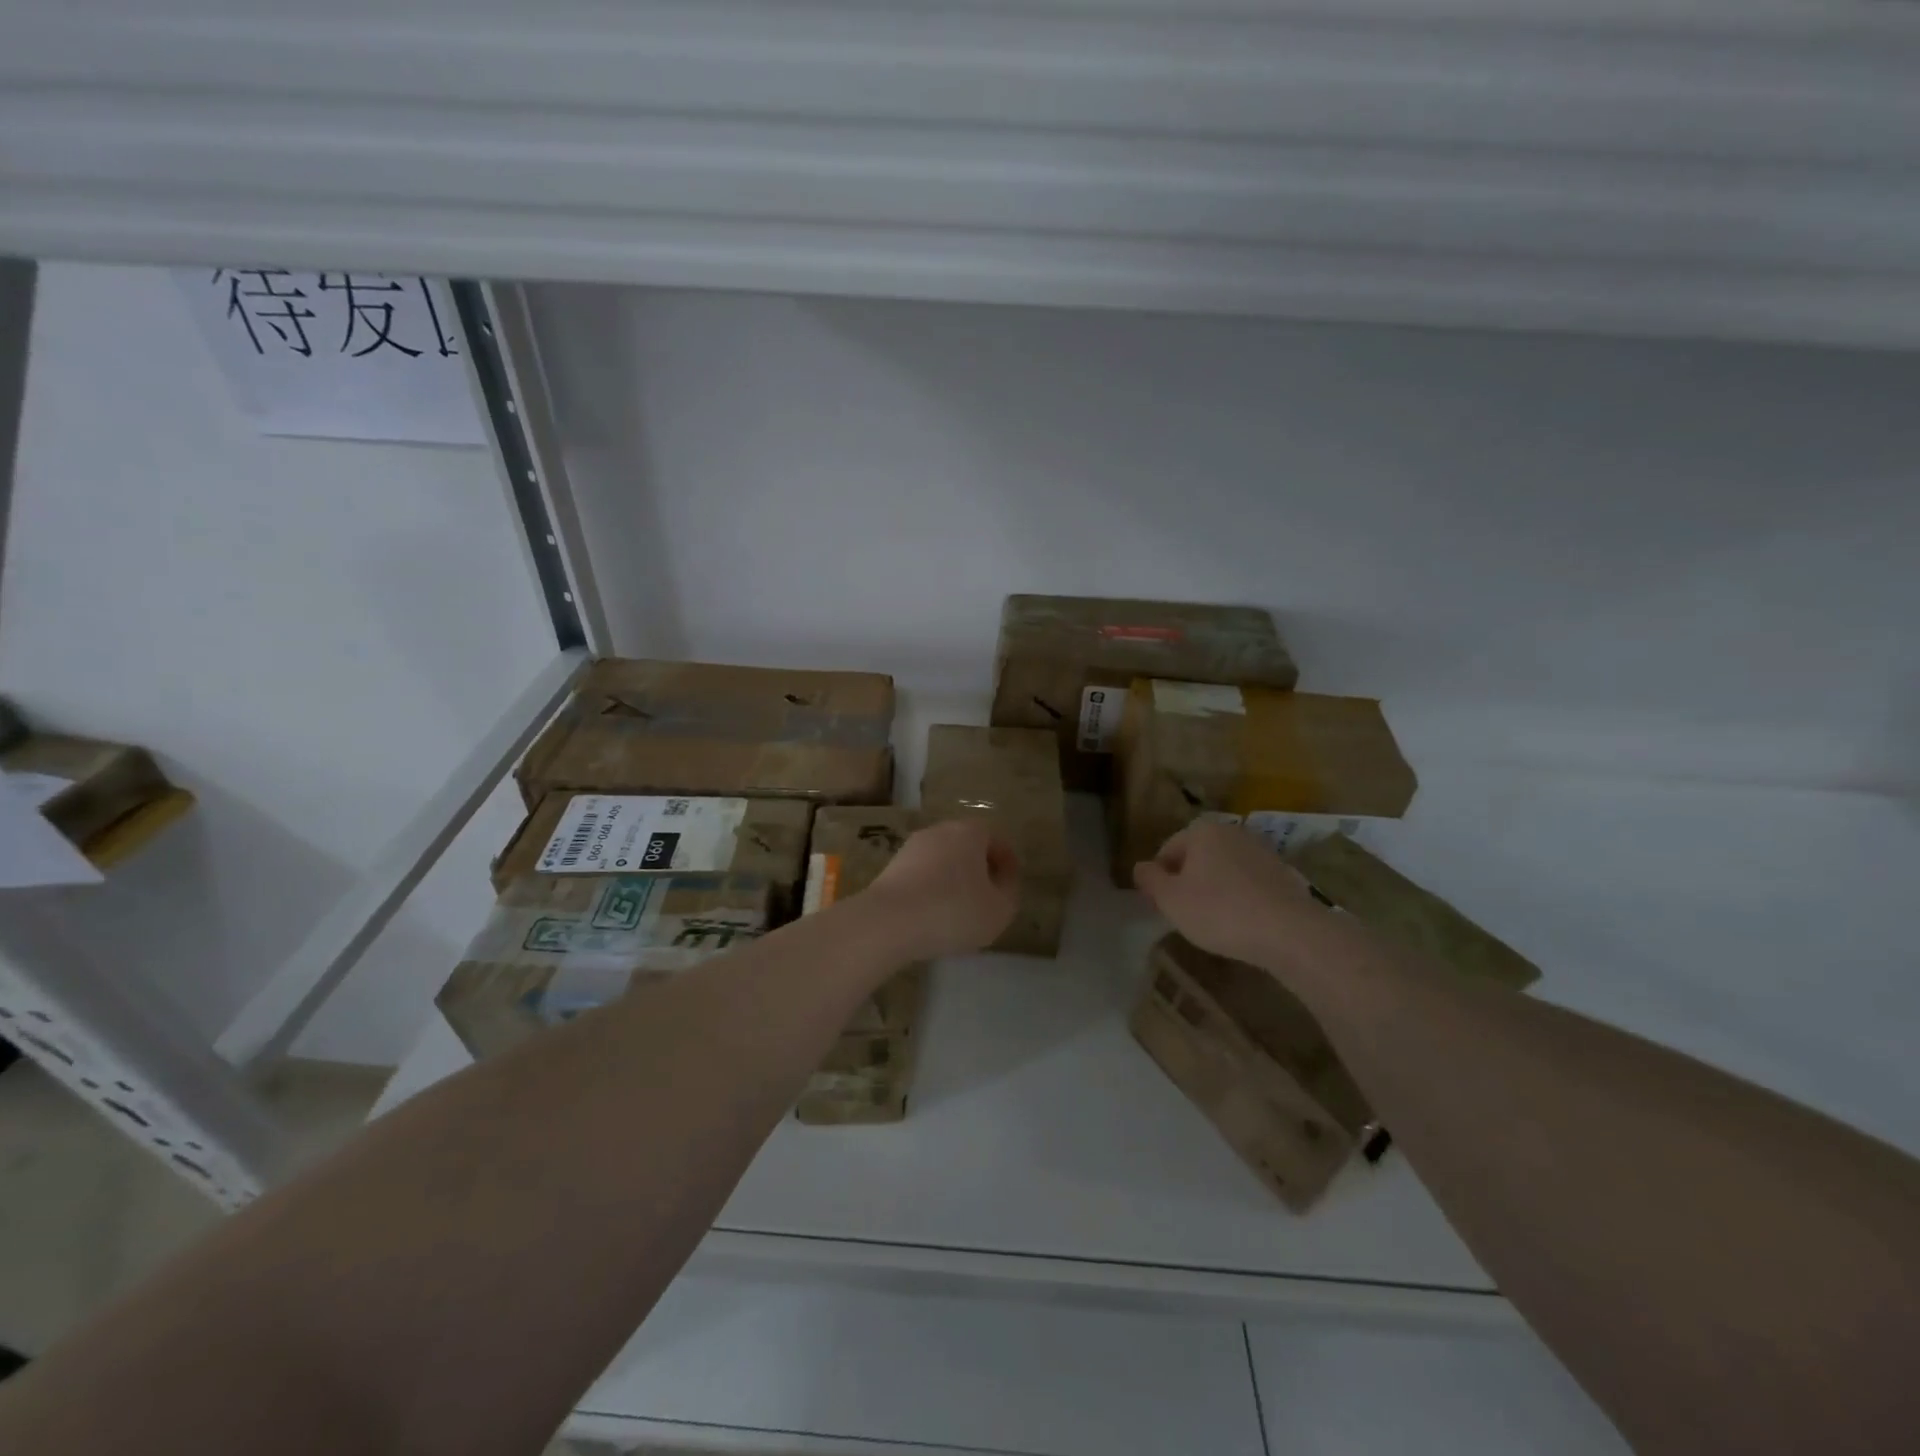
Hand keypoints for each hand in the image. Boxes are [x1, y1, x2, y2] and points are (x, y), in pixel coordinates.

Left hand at [859, 819, 1020, 959]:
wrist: (888, 921)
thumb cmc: (953, 910)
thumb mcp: (999, 909)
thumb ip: (1008, 892)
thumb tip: (1003, 881)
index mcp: (970, 832)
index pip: (996, 839)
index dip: (1007, 862)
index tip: (1010, 885)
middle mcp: (940, 830)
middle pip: (967, 846)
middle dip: (979, 868)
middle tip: (987, 896)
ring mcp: (911, 847)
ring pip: (943, 860)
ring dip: (953, 879)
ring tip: (959, 909)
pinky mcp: (891, 867)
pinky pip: (922, 875)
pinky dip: (931, 889)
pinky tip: (933, 914)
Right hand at [1134, 821, 1321, 968]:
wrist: (1289, 932)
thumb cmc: (1219, 911)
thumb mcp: (1170, 899)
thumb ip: (1149, 880)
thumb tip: (1141, 867)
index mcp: (1202, 831)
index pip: (1167, 851)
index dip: (1160, 880)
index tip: (1163, 907)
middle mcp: (1233, 832)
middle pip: (1197, 857)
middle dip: (1188, 882)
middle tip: (1186, 915)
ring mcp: (1262, 851)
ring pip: (1224, 870)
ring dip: (1215, 890)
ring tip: (1215, 922)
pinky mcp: (1284, 874)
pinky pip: (1249, 884)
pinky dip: (1241, 898)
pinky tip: (1243, 923)